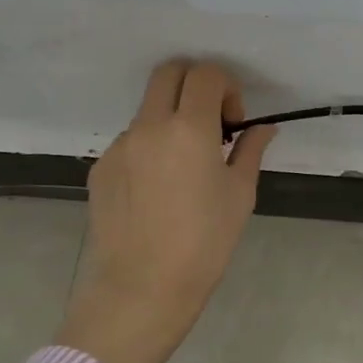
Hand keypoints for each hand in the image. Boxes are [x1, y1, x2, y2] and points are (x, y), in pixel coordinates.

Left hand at [55, 60, 275, 362]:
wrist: (141, 289)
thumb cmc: (204, 244)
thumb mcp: (239, 196)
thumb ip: (250, 151)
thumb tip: (262, 128)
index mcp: (189, 129)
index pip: (206, 74)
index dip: (226, 87)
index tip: (233, 122)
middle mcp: (149, 127)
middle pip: (168, 73)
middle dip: (194, 84)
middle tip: (210, 122)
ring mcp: (119, 146)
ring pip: (147, 109)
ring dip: (170, 119)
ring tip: (184, 166)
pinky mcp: (100, 168)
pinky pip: (130, 142)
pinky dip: (150, 148)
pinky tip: (158, 189)